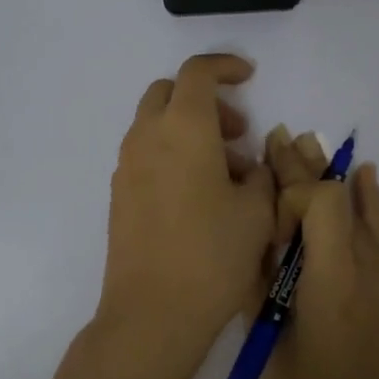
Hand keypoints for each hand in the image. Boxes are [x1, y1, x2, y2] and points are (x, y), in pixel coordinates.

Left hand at [95, 54, 276, 369]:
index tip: (248, 77)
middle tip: (236, 133)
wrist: (152, 313)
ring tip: (226, 173)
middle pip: (169, 93)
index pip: (197, 72)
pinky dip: (171, 154)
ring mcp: (126, 166)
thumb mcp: (257, 211)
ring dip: (188, 130)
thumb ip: (259, 175)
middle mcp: (147, 137)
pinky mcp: (119, 194)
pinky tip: (198, 195)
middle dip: (204, 100)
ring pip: (155, 125)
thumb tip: (249, 165)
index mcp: (183, 128)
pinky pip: (146, 155)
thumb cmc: (213, 255)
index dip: (224, 66)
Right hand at [263, 129, 378, 378]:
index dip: (291, 188)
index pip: (321, 204)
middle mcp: (371, 271)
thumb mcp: (272, 347)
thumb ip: (262, 287)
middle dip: (308, 167)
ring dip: (337, 178)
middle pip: (342, 199)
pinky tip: (366, 177)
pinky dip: (371, 203)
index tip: (269, 196)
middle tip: (281, 136)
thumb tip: (253, 239)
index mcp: (332, 284)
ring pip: (367, 210)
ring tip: (312, 144)